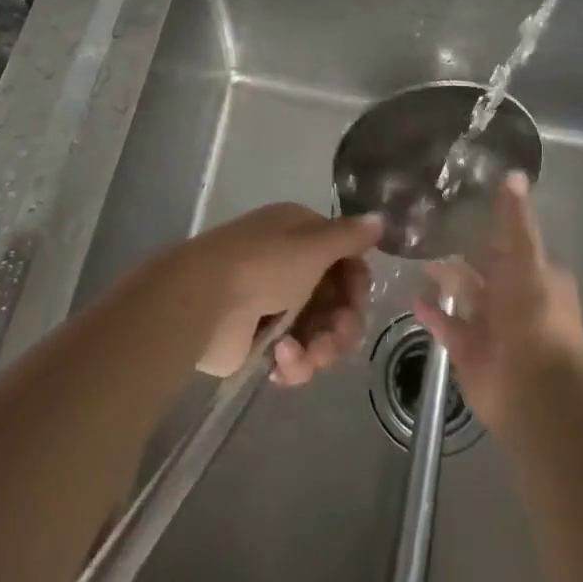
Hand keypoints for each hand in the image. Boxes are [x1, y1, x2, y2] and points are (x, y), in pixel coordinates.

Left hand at [176, 203, 381, 384]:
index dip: (356, 283)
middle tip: (334, 339)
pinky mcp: (259, 341)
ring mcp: (273, 304)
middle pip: (336, 302)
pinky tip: (280, 363)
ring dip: (320, 349)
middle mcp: (289, 265)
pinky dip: (294, 363)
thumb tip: (380, 218)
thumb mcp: (313, 246)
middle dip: (342, 325)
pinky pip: (294, 357)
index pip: (345, 260)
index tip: (356, 299)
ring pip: (319, 333)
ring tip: (300, 355)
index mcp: (300, 234)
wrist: (202, 302)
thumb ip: (349, 237)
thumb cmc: (263, 265)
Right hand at [412, 172, 582, 428]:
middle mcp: (515, 297)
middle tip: (427, 222)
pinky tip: (410, 294)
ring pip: (465, 294)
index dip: (491, 223)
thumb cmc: (534, 314)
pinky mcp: (469, 349)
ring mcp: (492, 325)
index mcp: (537, 273)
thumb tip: (514, 173)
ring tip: (413, 251)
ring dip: (444, 276)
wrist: (532, 389)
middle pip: (486, 267)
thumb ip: (515, 219)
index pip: (513, 240)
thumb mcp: (526, 257)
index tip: (462, 200)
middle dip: (463, 248)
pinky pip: (446, 324)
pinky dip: (431, 311)